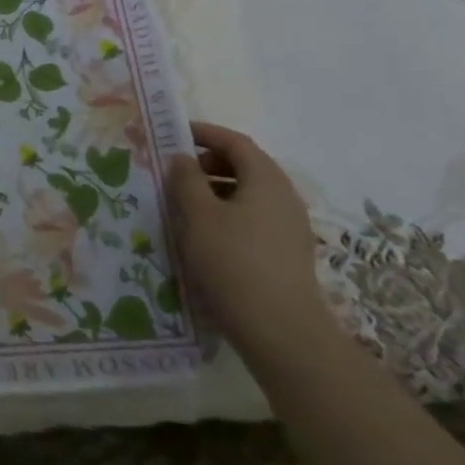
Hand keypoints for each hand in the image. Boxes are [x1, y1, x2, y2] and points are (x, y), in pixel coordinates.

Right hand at [165, 121, 338, 376]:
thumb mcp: (198, 216)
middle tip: (175, 171)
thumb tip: (182, 158)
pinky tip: (205, 235)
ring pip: (249, 194)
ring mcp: (289, 226)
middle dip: (209, 162)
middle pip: (245, 166)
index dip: (205, 133)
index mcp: (266, 179)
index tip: (174, 134)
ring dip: (216, 190)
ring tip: (184, 204)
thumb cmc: (233, 262)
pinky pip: (254, 217)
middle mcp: (284, 196)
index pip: (235, 142)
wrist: (280, 330)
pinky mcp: (286, 252)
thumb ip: (186, 180)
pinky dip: (228, 213)